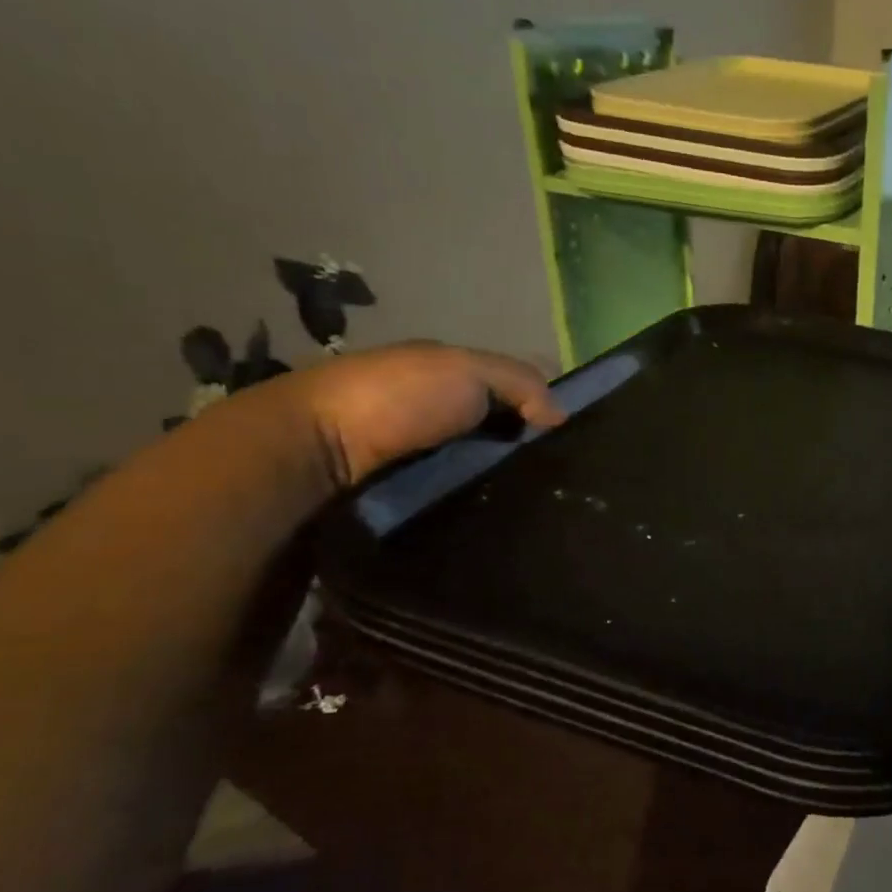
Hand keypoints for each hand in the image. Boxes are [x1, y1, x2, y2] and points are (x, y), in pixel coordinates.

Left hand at [273, 342, 563, 487]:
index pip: (511, 394)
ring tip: (544, 509)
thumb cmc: (396, 398)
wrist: (316, 454)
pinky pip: (462, 502)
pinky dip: (482, 509)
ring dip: (508, 487)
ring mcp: (422, 461)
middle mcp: (437, 419)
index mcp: (448, 380)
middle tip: (565, 481)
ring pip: (484, 474)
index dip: (543, 409)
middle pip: (500, 437)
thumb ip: (521, 382)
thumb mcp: (466, 369)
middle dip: (529, 454)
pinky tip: (508, 522)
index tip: (575, 437)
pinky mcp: (411, 500)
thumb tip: (562, 415)